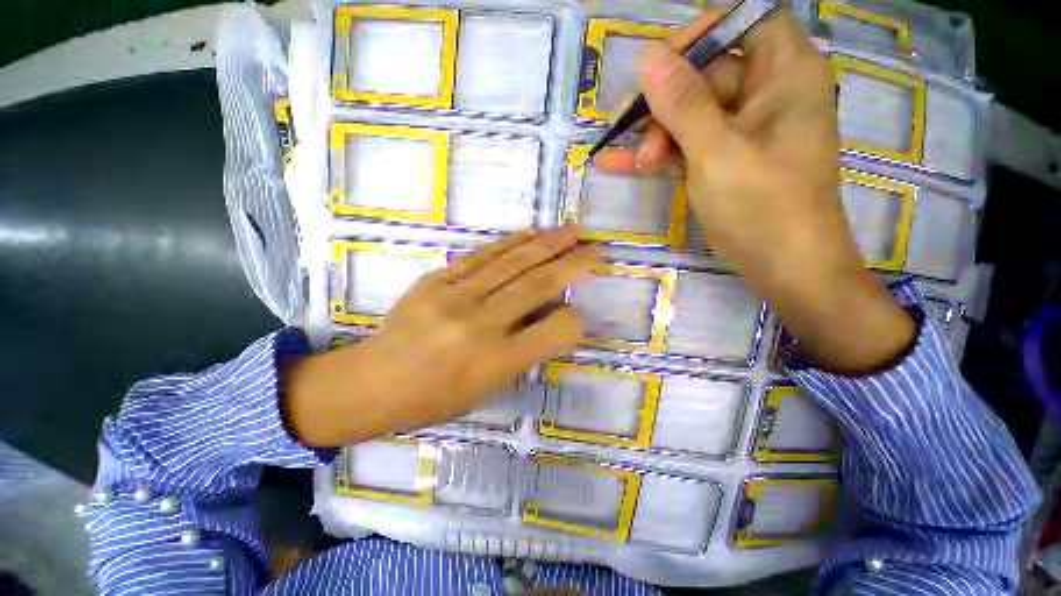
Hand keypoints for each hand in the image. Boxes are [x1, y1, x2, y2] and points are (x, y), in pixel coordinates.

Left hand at [282, 228, 600, 446]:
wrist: (373, 382)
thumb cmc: (434, 399)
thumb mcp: (487, 388)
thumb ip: (522, 351)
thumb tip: (549, 317)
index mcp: (496, 362)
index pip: (555, 330)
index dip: (575, 319)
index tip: (580, 312)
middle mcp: (481, 324)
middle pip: (538, 284)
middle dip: (573, 263)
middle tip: (596, 247)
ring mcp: (456, 296)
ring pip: (513, 262)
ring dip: (547, 243)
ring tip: (572, 231)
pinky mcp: (437, 279)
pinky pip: (482, 256)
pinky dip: (511, 242)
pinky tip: (531, 233)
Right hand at [596, 8, 913, 373]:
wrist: (783, 266)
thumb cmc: (763, 205)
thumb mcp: (717, 150)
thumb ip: (682, 102)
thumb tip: (647, 56)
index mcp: (784, 73)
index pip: (745, 20)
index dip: (703, 33)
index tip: (661, 63)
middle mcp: (766, 93)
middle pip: (707, 74)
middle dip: (667, 105)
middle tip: (640, 137)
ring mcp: (742, 130)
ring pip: (690, 114)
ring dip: (658, 137)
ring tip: (637, 166)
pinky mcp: (723, 160)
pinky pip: (686, 145)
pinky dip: (657, 155)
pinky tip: (618, 164)